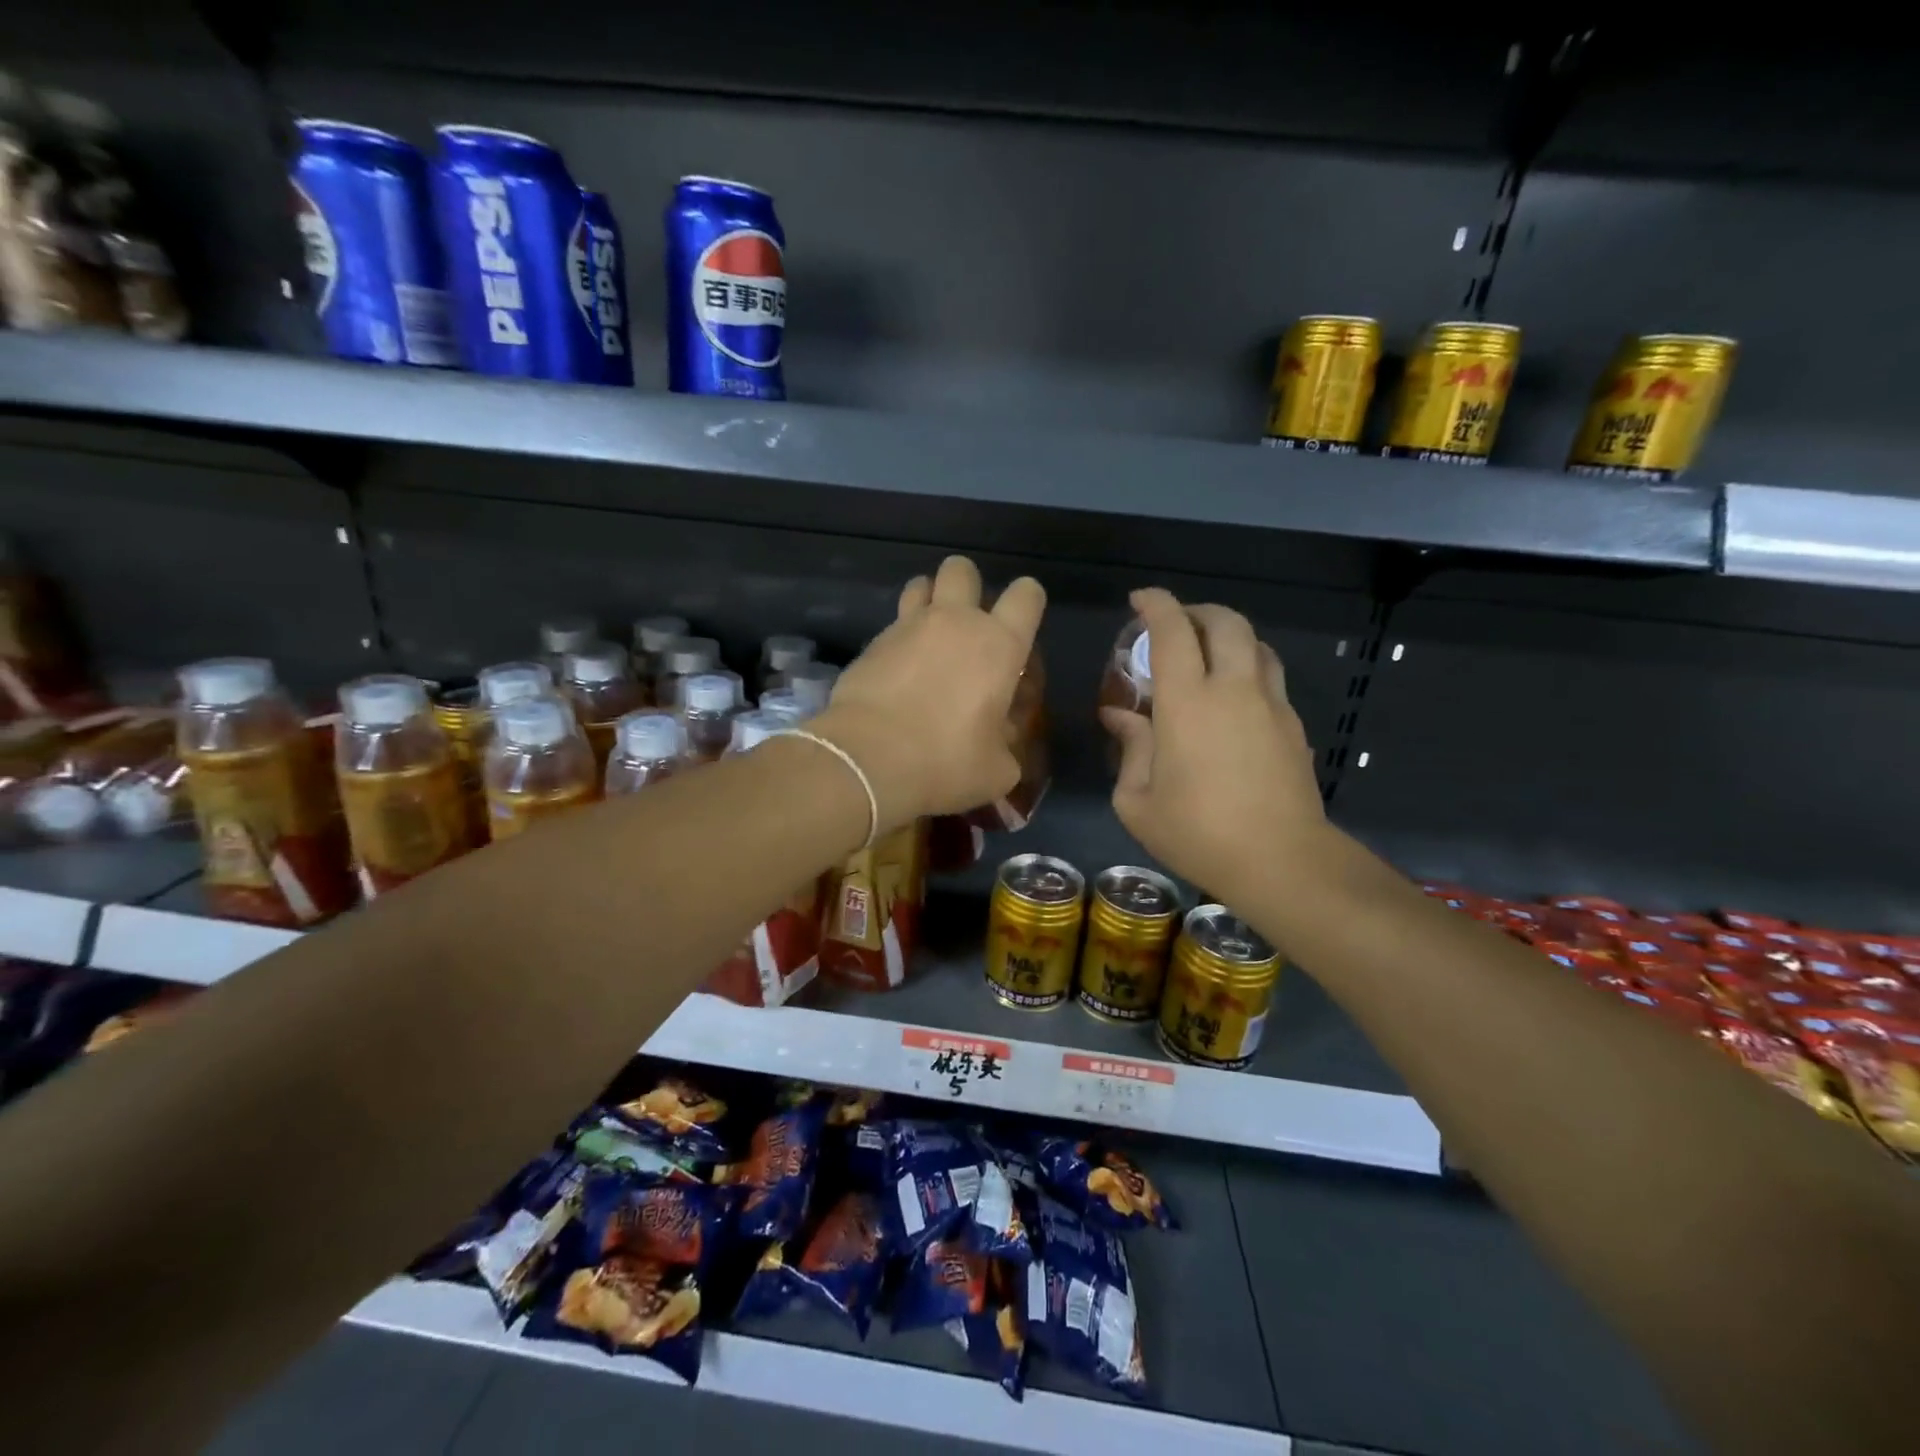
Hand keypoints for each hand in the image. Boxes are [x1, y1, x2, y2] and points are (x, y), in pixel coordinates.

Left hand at [812, 556, 1044, 831]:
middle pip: (962, 569)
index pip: (1026, 595)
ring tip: (928, 635)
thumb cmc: (946, 761)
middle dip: (967, 585)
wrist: (869, 760)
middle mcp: (955, 622)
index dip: (1028, 601)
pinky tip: (897, 670)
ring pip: (920, 584)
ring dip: (928, 600)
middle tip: (966, 621)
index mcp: (999, 645)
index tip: (1021, 623)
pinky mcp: (872, 642)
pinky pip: (892, 624)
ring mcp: (908, 626)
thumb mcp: (996, 769)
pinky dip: (899, 639)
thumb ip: (1005, 745)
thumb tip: (997, 740)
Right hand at [1100, 588, 1326, 911]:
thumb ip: (1130, 748)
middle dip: (1197, 611)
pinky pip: (1270, 676)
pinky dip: (1248, 667)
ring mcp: (1270, 704)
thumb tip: (1118, 716)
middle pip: (1225, 622)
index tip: (1139, 600)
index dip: (1155, 605)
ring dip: (1228, 636)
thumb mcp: (1137, 800)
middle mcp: (1233, 689)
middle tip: (1174, 625)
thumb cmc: (1197, 833)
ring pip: (1255, 644)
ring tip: (1207, 655)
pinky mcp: (1293, 725)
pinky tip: (1232, 698)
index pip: (1172, 631)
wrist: (1280, 860)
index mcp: (1187, 702)